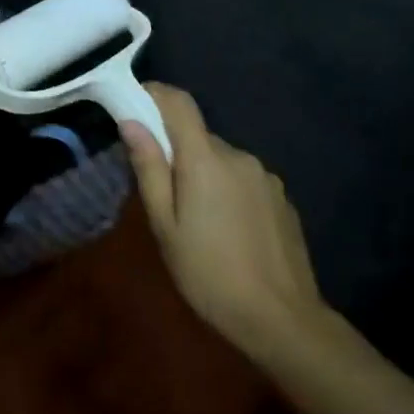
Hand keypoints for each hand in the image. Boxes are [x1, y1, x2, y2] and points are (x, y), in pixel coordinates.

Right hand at [121, 83, 328, 365]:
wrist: (282, 320)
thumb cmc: (209, 274)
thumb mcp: (165, 226)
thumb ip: (149, 169)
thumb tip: (131, 122)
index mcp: (205, 159)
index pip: (179, 102)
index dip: (155, 93)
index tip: (133, 102)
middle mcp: (238, 155)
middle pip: (197, 135)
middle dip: (175, 149)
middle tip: (159, 188)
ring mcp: (264, 176)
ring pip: (220, 159)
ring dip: (202, 172)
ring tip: (194, 217)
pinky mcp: (281, 197)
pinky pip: (242, 178)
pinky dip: (226, 188)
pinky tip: (226, 228)